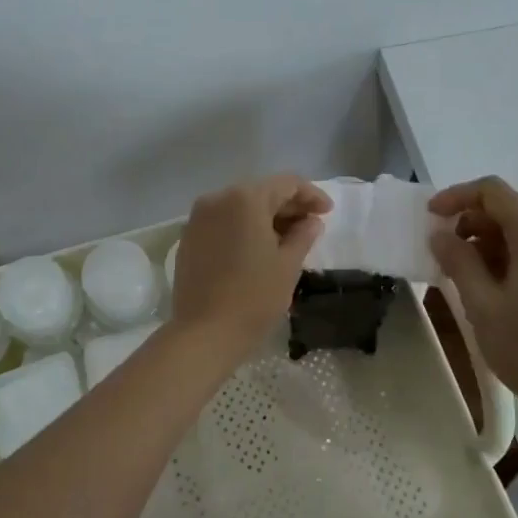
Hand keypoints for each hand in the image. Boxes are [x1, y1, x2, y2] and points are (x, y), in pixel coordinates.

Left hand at [171, 174, 330, 361]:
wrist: (204, 334)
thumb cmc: (254, 297)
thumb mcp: (288, 265)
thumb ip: (303, 235)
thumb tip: (311, 221)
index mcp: (245, 198)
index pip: (286, 183)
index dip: (311, 195)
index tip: (328, 213)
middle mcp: (217, 198)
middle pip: (261, 191)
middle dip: (288, 205)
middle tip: (311, 225)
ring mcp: (198, 218)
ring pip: (240, 206)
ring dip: (266, 217)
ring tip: (288, 239)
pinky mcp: (189, 238)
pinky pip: (223, 222)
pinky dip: (243, 228)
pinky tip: (258, 248)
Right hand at [428, 176, 517, 428]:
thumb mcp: (481, 304)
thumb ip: (458, 261)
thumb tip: (441, 236)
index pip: (494, 192)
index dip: (457, 197)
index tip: (431, 218)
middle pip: (511, 210)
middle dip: (472, 223)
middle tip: (444, 253)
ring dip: (490, 242)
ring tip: (465, 274)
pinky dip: (512, 256)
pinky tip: (494, 285)